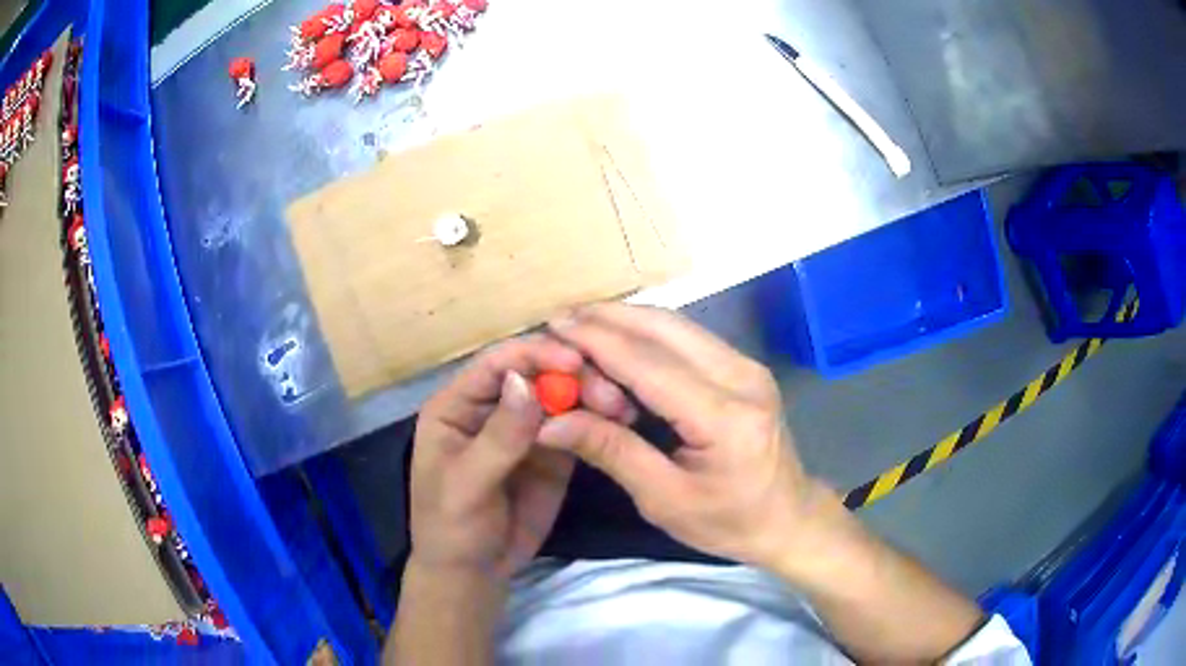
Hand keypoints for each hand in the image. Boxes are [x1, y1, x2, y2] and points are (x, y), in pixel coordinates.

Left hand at [409, 335, 636, 577]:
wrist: (474, 572)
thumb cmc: (452, 526)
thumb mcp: (466, 485)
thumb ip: (497, 437)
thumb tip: (525, 383)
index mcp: (458, 405)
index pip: (496, 365)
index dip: (533, 355)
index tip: (575, 360)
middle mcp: (493, 407)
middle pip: (535, 373)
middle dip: (572, 375)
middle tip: (609, 393)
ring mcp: (525, 429)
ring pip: (561, 396)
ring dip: (591, 395)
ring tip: (622, 408)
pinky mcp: (551, 451)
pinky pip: (576, 426)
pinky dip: (597, 421)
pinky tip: (620, 422)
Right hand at [537, 303, 834, 569]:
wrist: (789, 518)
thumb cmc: (729, 522)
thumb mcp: (664, 499)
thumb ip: (611, 452)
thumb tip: (552, 422)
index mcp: (724, 418)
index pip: (648, 365)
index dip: (597, 342)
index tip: (553, 327)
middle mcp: (741, 377)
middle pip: (665, 329)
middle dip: (608, 318)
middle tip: (561, 320)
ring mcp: (748, 366)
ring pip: (677, 325)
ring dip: (627, 320)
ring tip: (582, 325)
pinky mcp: (745, 367)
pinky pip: (689, 338)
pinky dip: (649, 333)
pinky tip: (621, 340)